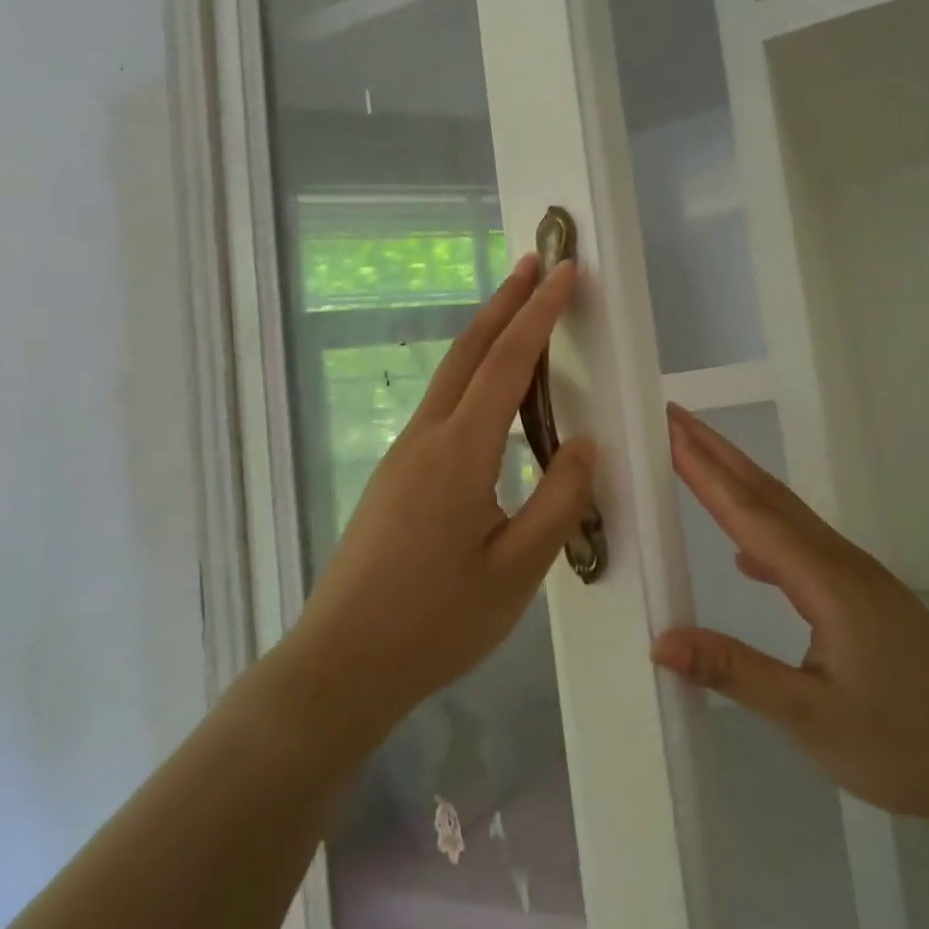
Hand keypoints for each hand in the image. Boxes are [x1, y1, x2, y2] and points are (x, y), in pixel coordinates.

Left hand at [286, 254, 597, 745]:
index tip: (563, 273)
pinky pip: (440, 405)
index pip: (507, 365)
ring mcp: (402, 455)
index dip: (538, 315)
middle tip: (534, 263)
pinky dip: (471, 373)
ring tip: (517, 311)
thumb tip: (587, 444)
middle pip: (468, 352)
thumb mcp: (516, 572)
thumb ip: (558, 502)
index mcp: (459, 454)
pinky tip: (488, 391)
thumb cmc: (436, 623)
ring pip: (449, 376)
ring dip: (485, 335)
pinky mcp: (393, 475)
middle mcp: (425, 438)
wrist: (341, 665)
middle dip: (504, 303)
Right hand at [651, 404, 928, 830]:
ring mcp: (855, 575)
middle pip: (768, 494)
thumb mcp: (811, 718)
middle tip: (673, 417)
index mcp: (826, 581)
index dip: (705, 470)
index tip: (668, 429)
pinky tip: (744, 552)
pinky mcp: (863, 594)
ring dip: (739, 480)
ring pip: (786, 513)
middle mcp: (839, 561)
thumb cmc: (906, 742)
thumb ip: (735, 673)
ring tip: (696, 459)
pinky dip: (763, 527)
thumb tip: (662, 641)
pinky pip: (801, 544)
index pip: (750, 513)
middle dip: (717, 452)